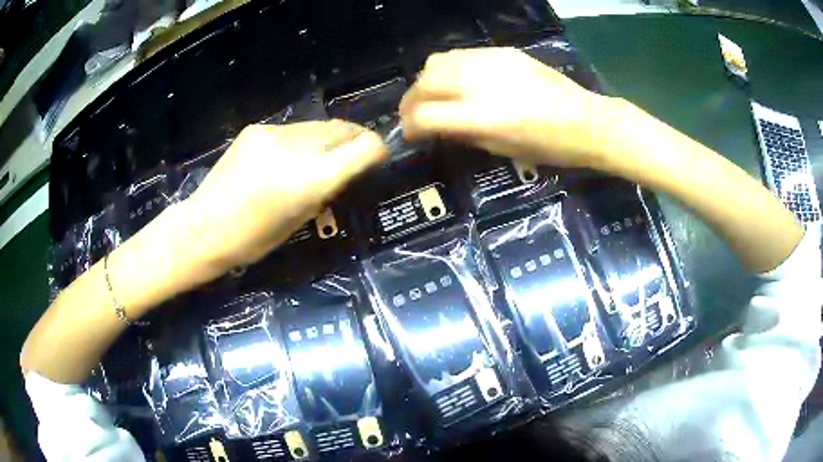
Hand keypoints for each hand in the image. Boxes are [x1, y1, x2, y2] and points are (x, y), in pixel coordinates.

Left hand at [184, 120, 385, 270]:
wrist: (203, 227)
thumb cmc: (252, 239)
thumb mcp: (299, 220)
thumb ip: (326, 188)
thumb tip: (346, 167)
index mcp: (308, 180)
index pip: (361, 148)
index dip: (376, 148)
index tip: (378, 155)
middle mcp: (294, 148)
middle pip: (340, 130)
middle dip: (353, 140)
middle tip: (354, 154)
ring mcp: (272, 133)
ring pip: (317, 127)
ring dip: (326, 140)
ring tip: (318, 158)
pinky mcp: (256, 129)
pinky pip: (292, 130)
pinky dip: (301, 141)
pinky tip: (286, 159)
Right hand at [400, 47, 610, 166]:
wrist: (585, 120)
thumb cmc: (547, 147)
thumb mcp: (500, 149)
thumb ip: (463, 134)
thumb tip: (436, 126)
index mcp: (481, 116)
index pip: (424, 115)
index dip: (409, 127)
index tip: (410, 135)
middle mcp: (478, 83)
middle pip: (423, 83)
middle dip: (410, 101)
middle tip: (413, 114)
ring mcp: (489, 62)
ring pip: (437, 62)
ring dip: (426, 81)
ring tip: (433, 95)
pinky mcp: (501, 52)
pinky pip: (460, 55)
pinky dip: (449, 69)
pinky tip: (459, 81)